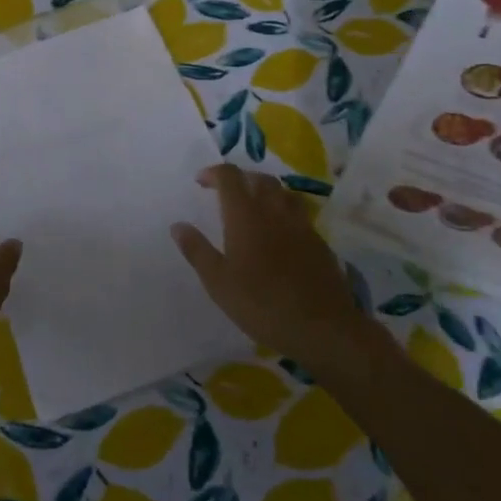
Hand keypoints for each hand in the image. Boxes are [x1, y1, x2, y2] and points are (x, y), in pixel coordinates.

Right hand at [172, 164, 363, 369]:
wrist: (322, 328)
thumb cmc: (261, 304)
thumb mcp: (218, 282)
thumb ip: (197, 250)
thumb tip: (178, 225)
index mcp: (245, 215)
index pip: (230, 177)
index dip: (214, 173)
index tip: (201, 181)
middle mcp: (274, 211)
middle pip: (259, 179)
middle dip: (241, 178)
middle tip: (226, 192)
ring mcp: (301, 225)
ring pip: (283, 193)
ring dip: (266, 191)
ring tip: (254, 207)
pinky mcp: (319, 242)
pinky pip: (299, 214)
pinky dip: (284, 213)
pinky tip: (280, 234)